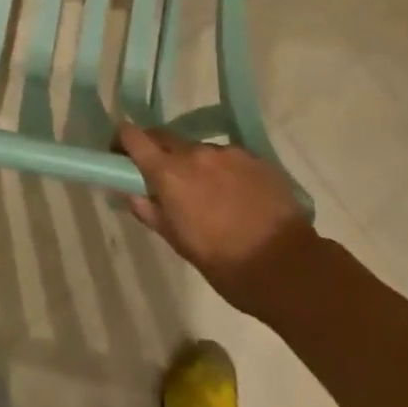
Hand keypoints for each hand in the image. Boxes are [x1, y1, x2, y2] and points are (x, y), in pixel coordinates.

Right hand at [117, 124, 314, 318]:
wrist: (289, 268)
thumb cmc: (227, 265)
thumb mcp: (181, 244)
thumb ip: (153, 213)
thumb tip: (132, 193)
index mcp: (171, 174)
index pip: (134, 138)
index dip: (122, 141)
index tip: (118, 153)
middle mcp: (196, 153)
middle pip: (165, 138)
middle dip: (158, 153)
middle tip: (161, 179)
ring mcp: (228, 152)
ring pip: (199, 150)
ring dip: (194, 165)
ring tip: (207, 195)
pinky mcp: (255, 157)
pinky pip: (228, 158)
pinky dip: (223, 171)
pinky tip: (236, 197)